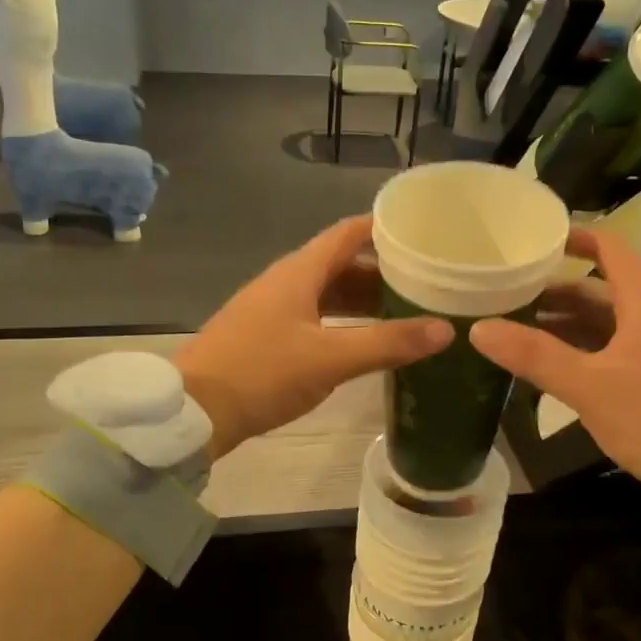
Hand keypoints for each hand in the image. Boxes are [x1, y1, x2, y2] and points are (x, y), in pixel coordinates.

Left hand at [176, 215, 451, 457]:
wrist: (194, 411)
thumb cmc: (262, 373)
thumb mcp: (330, 358)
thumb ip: (387, 343)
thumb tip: (446, 329)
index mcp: (299, 272)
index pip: (349, 233)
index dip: (385, 229)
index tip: (424, 234)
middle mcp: (286, 282)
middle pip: (341, 264)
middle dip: (383, 271)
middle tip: (428, 282)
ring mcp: (273, 309)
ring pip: (328, 294)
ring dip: (364, 301)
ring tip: (407, 314)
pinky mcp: (266, 337)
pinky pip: (315, 318)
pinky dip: (344, 324)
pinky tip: (365, 343)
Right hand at [469, 227, 640, 488]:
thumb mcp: (589, 386)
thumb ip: (535, 356)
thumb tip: (479, 329)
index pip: (612, 252)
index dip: (578, 239)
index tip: (540, 239)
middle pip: (605, 291)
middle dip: (559, 291)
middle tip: (513, 297)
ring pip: (611, 323)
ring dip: (570, 324)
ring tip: (526, 331)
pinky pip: (619, 350)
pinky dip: (587, 350)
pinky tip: (561, 368)